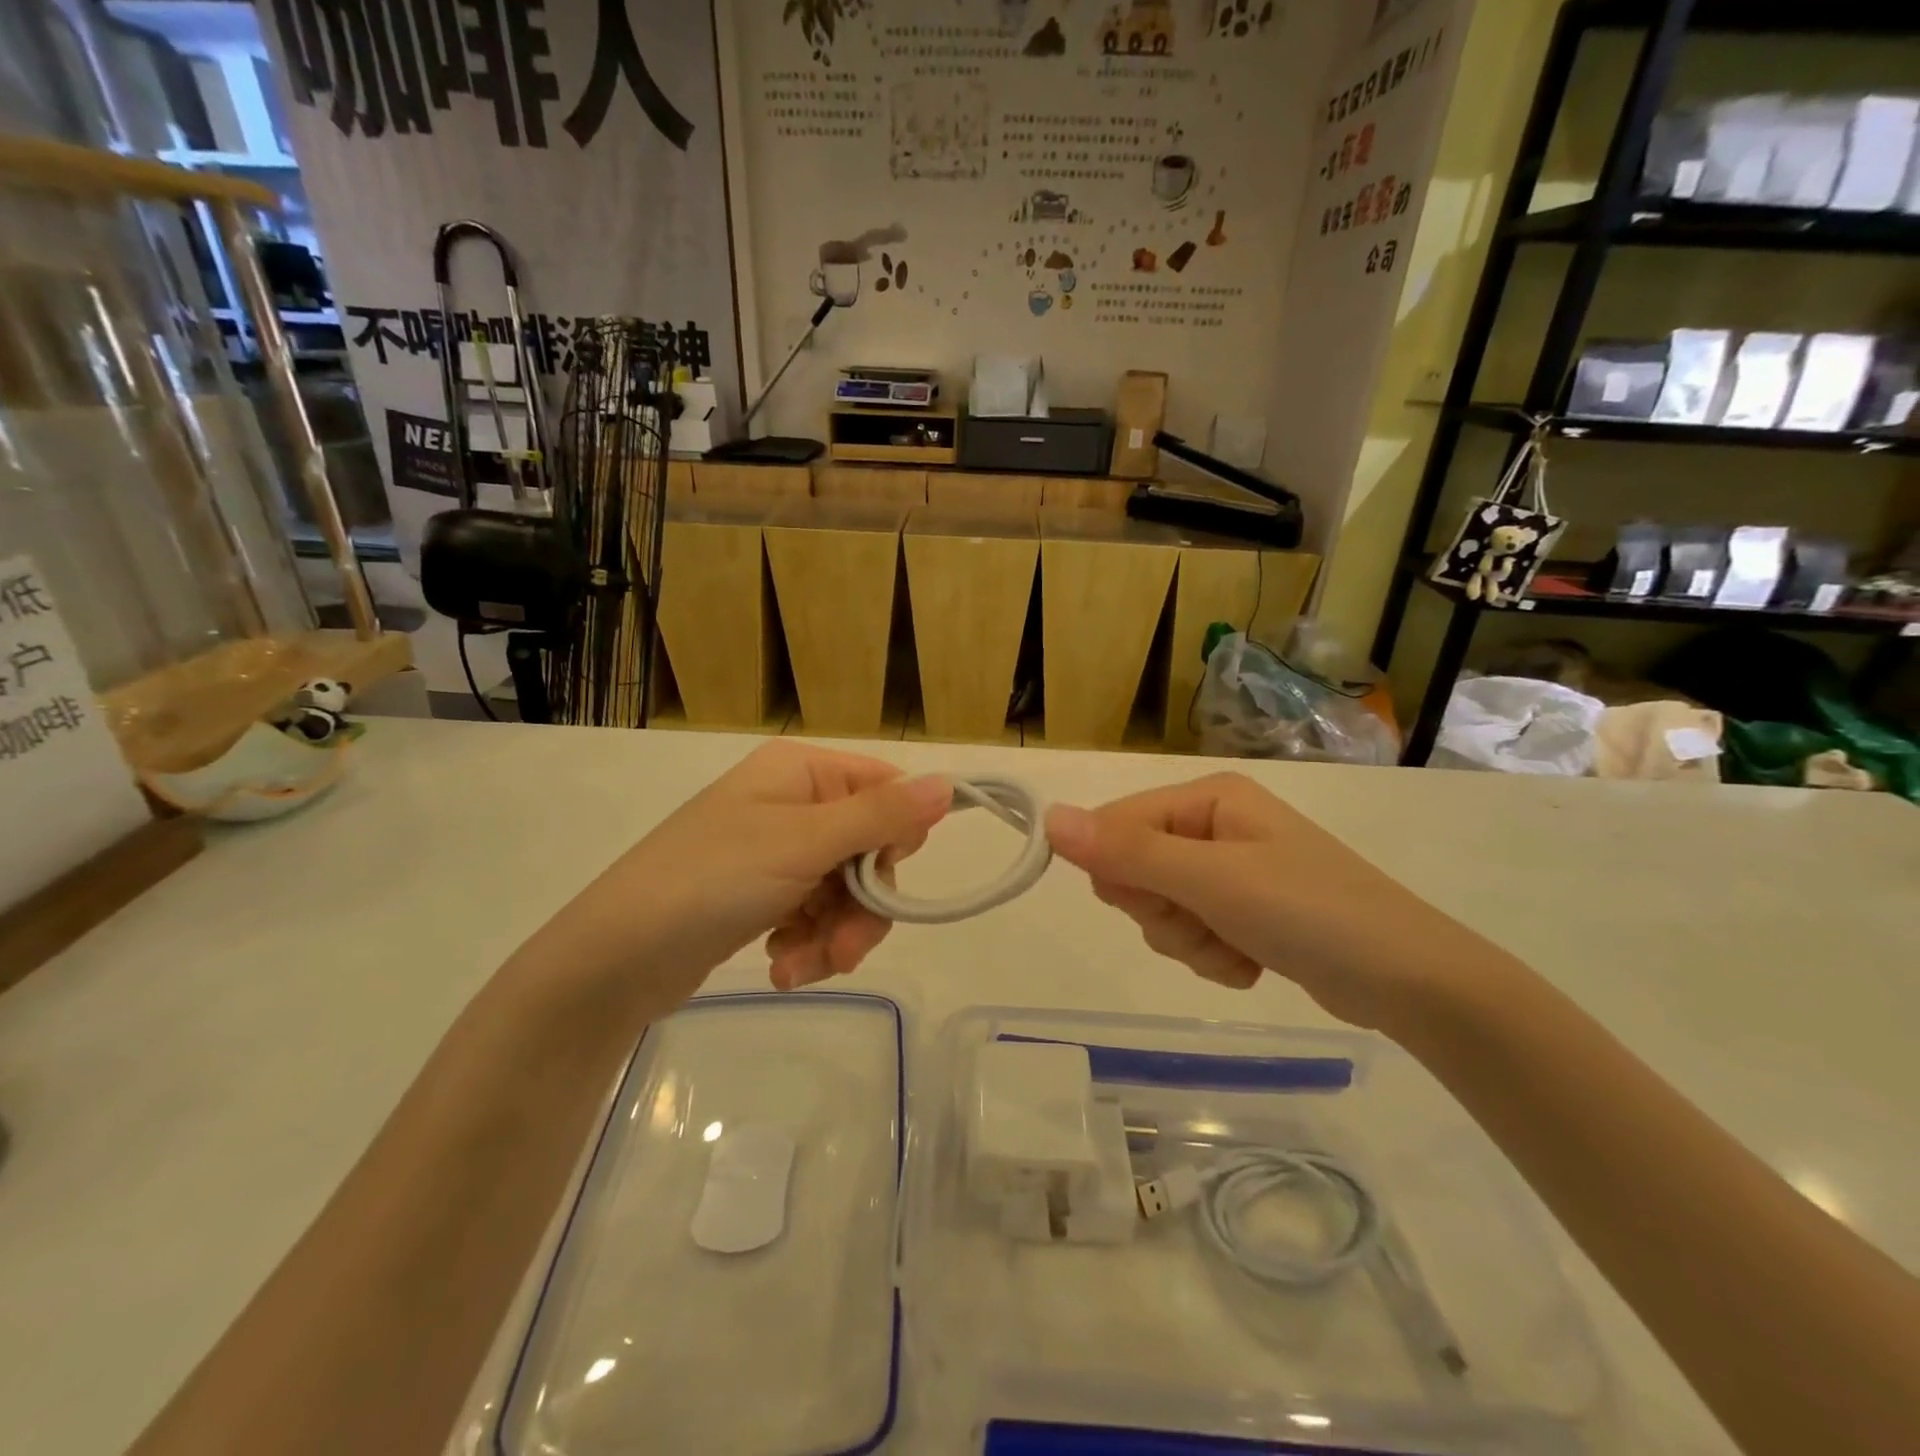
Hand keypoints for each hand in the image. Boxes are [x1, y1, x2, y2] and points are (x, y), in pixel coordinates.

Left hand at [538, 742, 949, 1017]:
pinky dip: (808, 944)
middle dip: (861, 906)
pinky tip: (783, 967)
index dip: (895, 836)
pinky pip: (814, 915)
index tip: (885, 877)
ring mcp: (776, 852)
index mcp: (801, 772)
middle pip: (867, 849)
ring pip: (844, 891)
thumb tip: (948, 784)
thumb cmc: (713, 880)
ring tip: (799, 967)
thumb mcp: (804, 844)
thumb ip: (881, 816)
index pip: (883, 789)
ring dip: (835, 935)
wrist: (615, 959)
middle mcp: (792, 803)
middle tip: (845, 948)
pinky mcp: (763, 896)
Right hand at [1045, 773, 1498, 1032]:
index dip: (1122, 872)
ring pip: (1161, 909)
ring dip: (1191, 941)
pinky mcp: (1245, 911)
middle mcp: (1214, 824)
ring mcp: (1230, 870)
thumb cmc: (1310, 912)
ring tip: (1239, 948)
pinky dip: (1214, 956)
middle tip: (1210, 922)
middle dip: (1164, 911)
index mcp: (1206, 798)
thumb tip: (1050, 817)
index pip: (1117, 824)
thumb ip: (1127, 852)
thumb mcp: (1211, 880)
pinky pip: (1193, 933)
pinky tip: (1253, 962)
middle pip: (1136, 869)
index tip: (1161, 902)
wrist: (1412, 982)